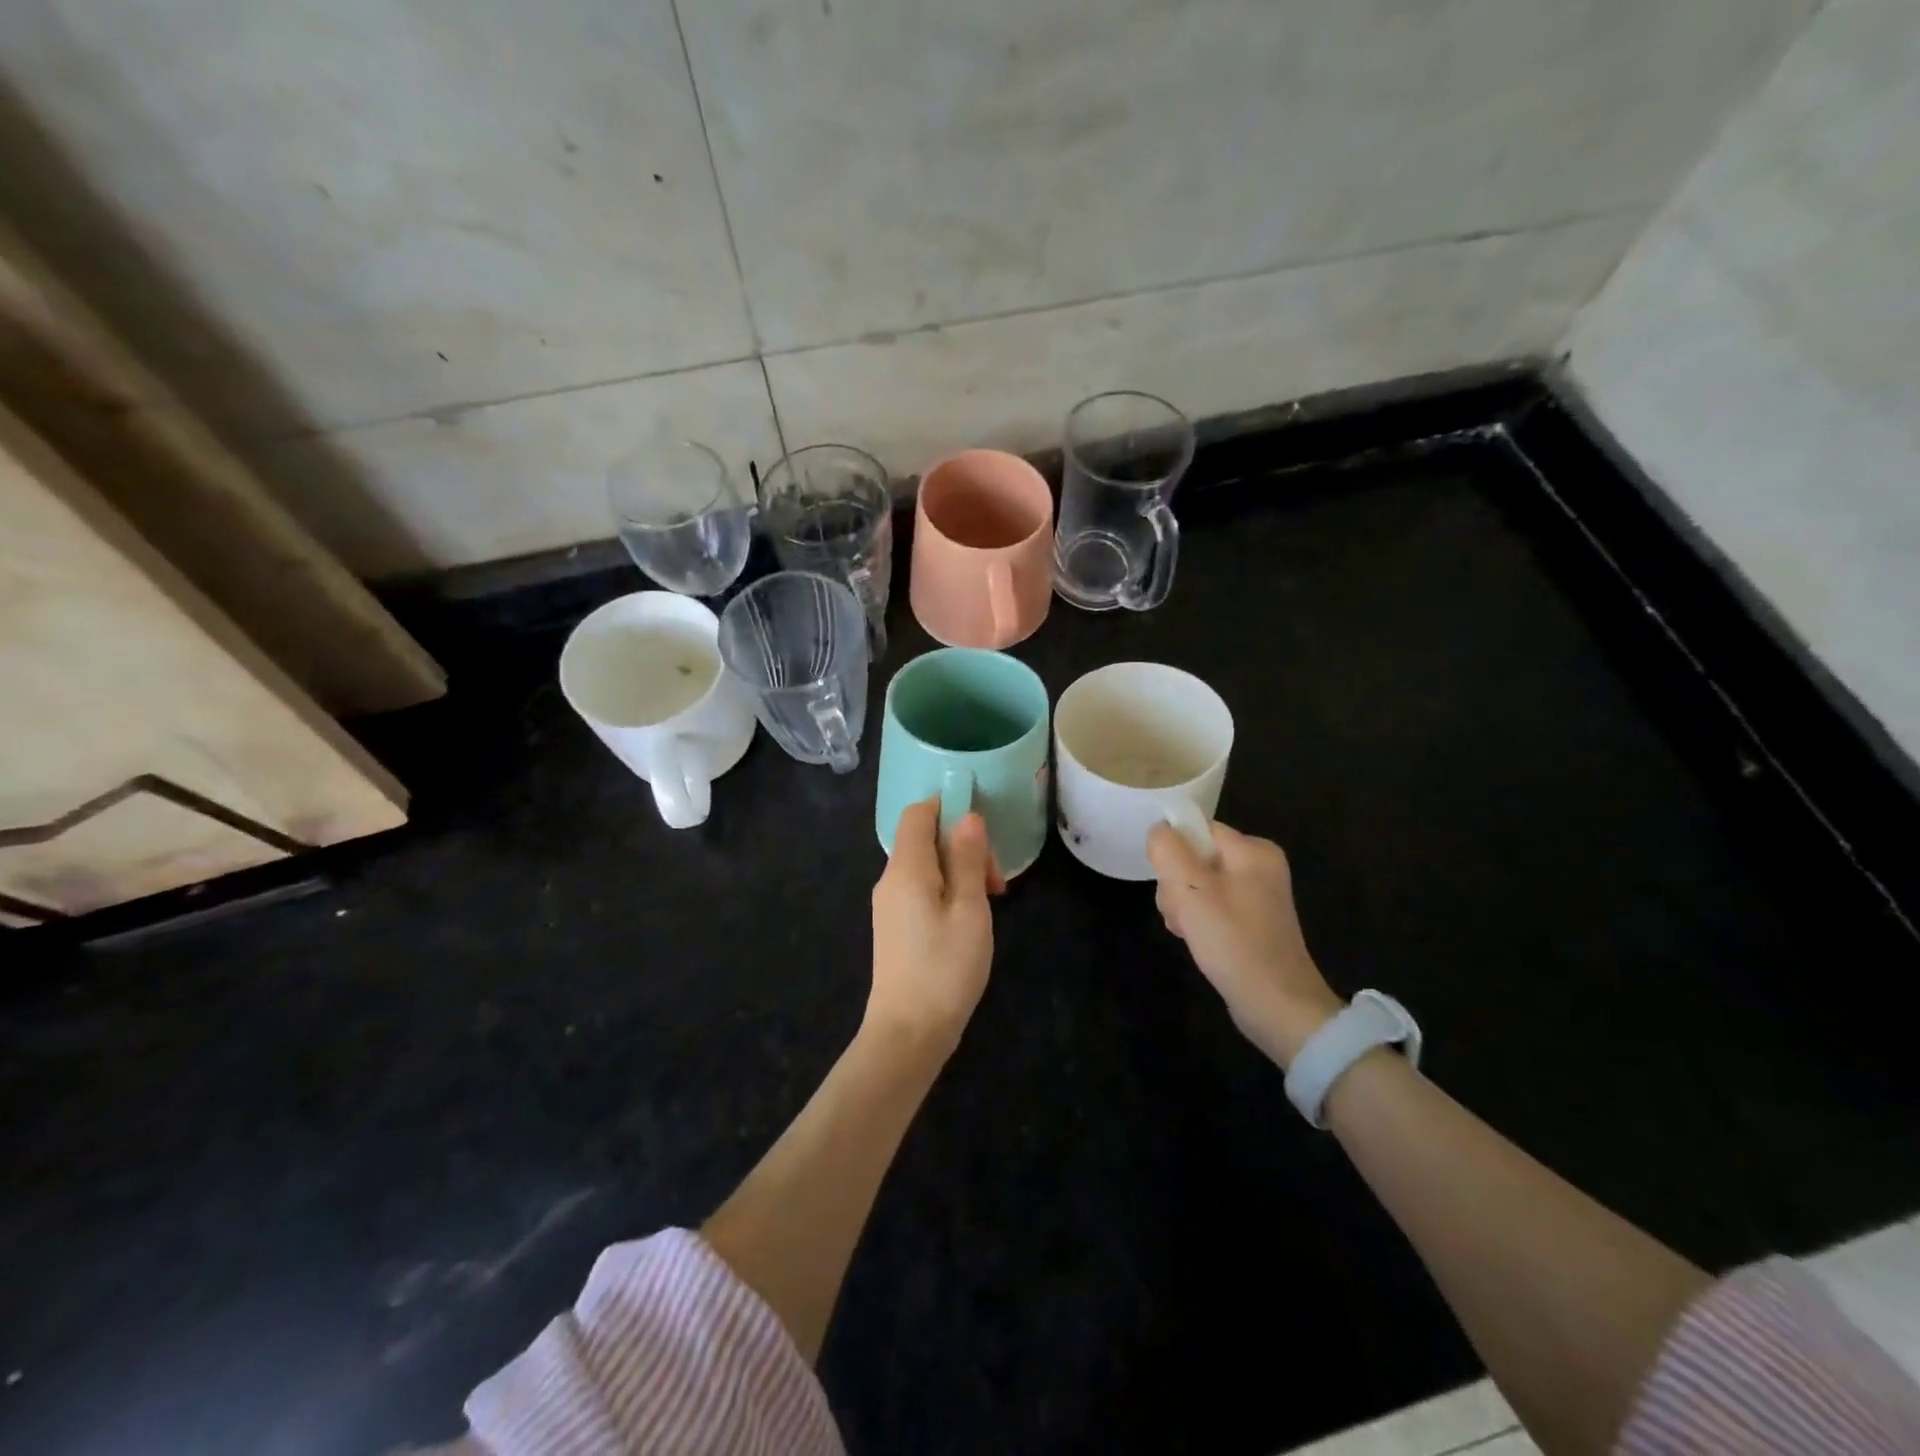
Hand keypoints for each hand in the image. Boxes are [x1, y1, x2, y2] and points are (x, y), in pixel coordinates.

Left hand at [867, 798, 1001, 1055]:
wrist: (908, 1033)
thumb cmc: (945, 969)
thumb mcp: (969, 910)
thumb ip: (968, 859)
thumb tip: (967, 817)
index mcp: (906, 869)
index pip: (917, 813)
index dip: (948, 808)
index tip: (984, 832)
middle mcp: (890, 879)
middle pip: (924, 839)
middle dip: (963, 846)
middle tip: (997, 883)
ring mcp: (889, 904)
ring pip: (926, 866)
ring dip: (960, 871)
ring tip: (990, 902)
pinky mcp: (894, 926)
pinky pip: (921, 889)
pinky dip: (947, 890)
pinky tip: (969, 918)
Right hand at [1147, 820, 1343, 1067]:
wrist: (1276, 1006)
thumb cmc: (1233, 941)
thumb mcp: (1191, 889)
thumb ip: (1169, 850)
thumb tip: (1159, 829)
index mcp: (1253, 850)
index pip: (1197, 829)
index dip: (1174, 851)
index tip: (1168, 881)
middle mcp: (1258, 866)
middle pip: (1194, 857)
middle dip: (1176, 885)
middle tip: (1181, 913)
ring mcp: (1255, 896)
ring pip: (1196, 884)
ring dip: (1182, 905)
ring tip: (1187, 930)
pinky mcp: (1250, 922)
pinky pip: (1209, 906)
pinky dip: (1196, 920)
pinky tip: (1195, 940)